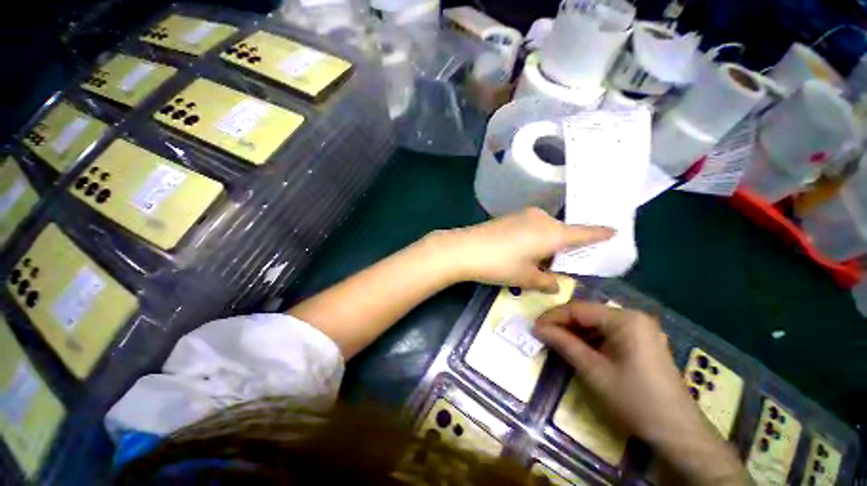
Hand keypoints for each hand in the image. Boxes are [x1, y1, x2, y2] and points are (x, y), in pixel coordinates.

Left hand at [436, 208, 612, 291]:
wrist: (465, 249)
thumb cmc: (500, 265)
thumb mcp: (526, 278)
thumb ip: (546, 282)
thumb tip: (557, 284)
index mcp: (553, 233)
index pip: (584, 232)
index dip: (599, 233)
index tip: (614, 230)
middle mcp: (542, 219)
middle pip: (562, 232)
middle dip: (564, 247)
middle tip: (560, 264)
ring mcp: (523, 215)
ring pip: (544, 230)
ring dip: (546, 243)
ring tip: (536, 261)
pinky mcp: (508, 217)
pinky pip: (530, 227)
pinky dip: (533, 238)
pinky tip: (520, 251)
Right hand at [534, 302, 747, 484]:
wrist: (678, 432)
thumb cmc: (635, 399)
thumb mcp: (594, 371)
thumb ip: (564, 344)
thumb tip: (537, 328)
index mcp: (625, 319)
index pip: (578, 309)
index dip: (553, 316)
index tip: (534, 327)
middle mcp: (633, 316)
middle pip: (587, 313)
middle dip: (562, 323)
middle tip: (542, 334)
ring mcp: (639, 328)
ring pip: (596, 323)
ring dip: (574, 331)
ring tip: (555, 342)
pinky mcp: (641, 341)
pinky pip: (607, 332)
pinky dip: (589, 339)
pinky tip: (577, 348)